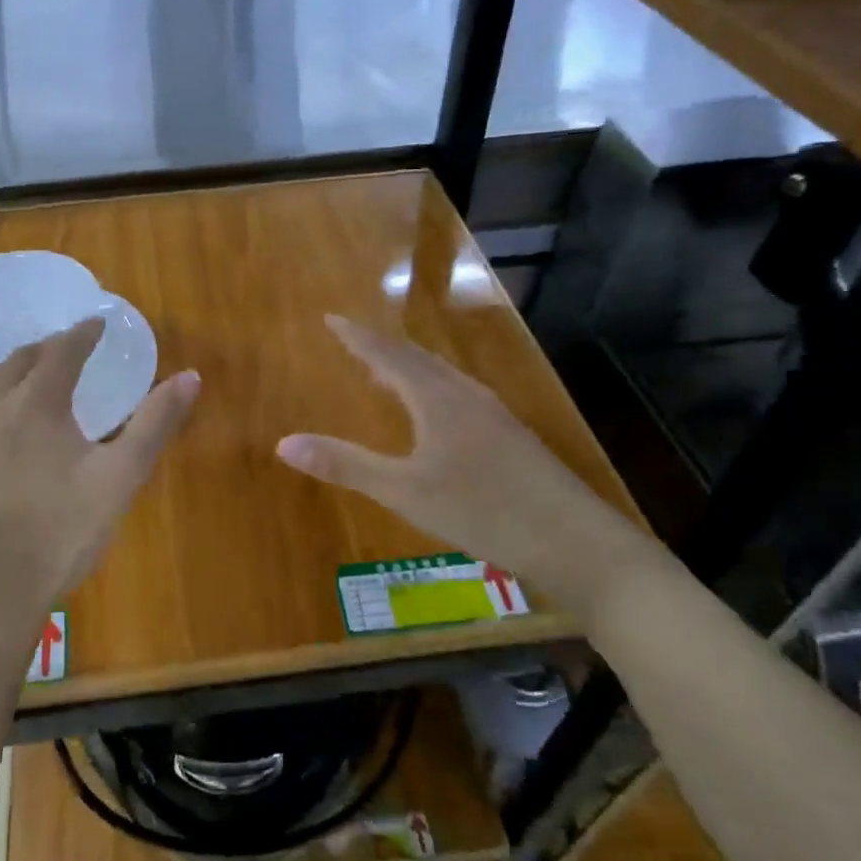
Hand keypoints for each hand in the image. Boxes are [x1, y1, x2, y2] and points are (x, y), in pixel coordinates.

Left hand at [0, 320, 198, 635]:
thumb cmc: (61, 530)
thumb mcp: (121, 477)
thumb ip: (155, 423)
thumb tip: (190, 377)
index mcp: (38, 404)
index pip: (63, 351)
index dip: (83, 333)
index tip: (96, 324)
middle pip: (18, 361)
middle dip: (45, 349)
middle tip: (64, 350)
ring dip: (8, 374)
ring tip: (23, 379)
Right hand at [276, 316, 655, 616]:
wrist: (575, 542)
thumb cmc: (483, 511)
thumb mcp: (405, 492)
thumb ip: (346, 465)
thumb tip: (284, 444)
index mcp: (438, 398)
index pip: (388, 356)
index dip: (357, 337)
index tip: (331, 318)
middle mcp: (467, 395)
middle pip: (418, 360)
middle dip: (382, 350)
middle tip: (353, 342)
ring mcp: (495, 414)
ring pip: (443, 377)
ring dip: (409, 369)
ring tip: (386, 375)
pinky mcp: (511, 437)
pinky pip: (459, 396)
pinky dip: (432, 390)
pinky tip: (435, 415)